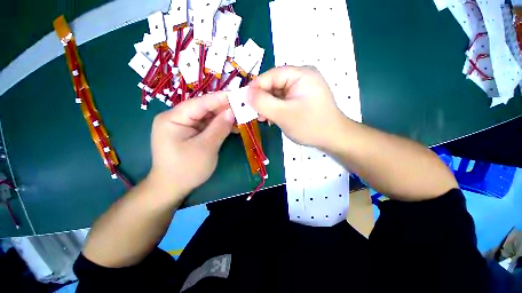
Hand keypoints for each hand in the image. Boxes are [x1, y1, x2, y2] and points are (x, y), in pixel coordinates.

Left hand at [147, 92, 234, 202]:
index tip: (237, 94)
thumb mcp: (206, 147)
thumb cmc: (187, 169)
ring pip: (207, 117)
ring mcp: (183, 126)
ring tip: (241, 117)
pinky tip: (233, 127)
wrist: (172, 188)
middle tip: (242, 107)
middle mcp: (176, 118)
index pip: (200, 103)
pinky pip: (207, 126)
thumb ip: (219, 128)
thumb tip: (232, 112)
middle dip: (223, 109)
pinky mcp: (190, 133)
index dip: (219, 98)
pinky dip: (220, 126)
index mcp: (173, 118)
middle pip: (204, 109)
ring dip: (224, 118)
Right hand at [247, 66, 345, 147]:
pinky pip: (283, 100)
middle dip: (262, 99)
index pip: (271, 75)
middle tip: (255, 114)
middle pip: (274, 84)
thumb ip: (262, 103)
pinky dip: (275, 108)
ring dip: (268, 105)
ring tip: (263, 118)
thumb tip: (245, 93)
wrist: (333, 138)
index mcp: (301, 74)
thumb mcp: (283, 115)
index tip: (244, 101)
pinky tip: (272, 118)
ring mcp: (302, 88)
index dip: (256, 87)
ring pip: (277, 93)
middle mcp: (302, 77)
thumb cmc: (310, 126)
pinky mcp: (301, 98)